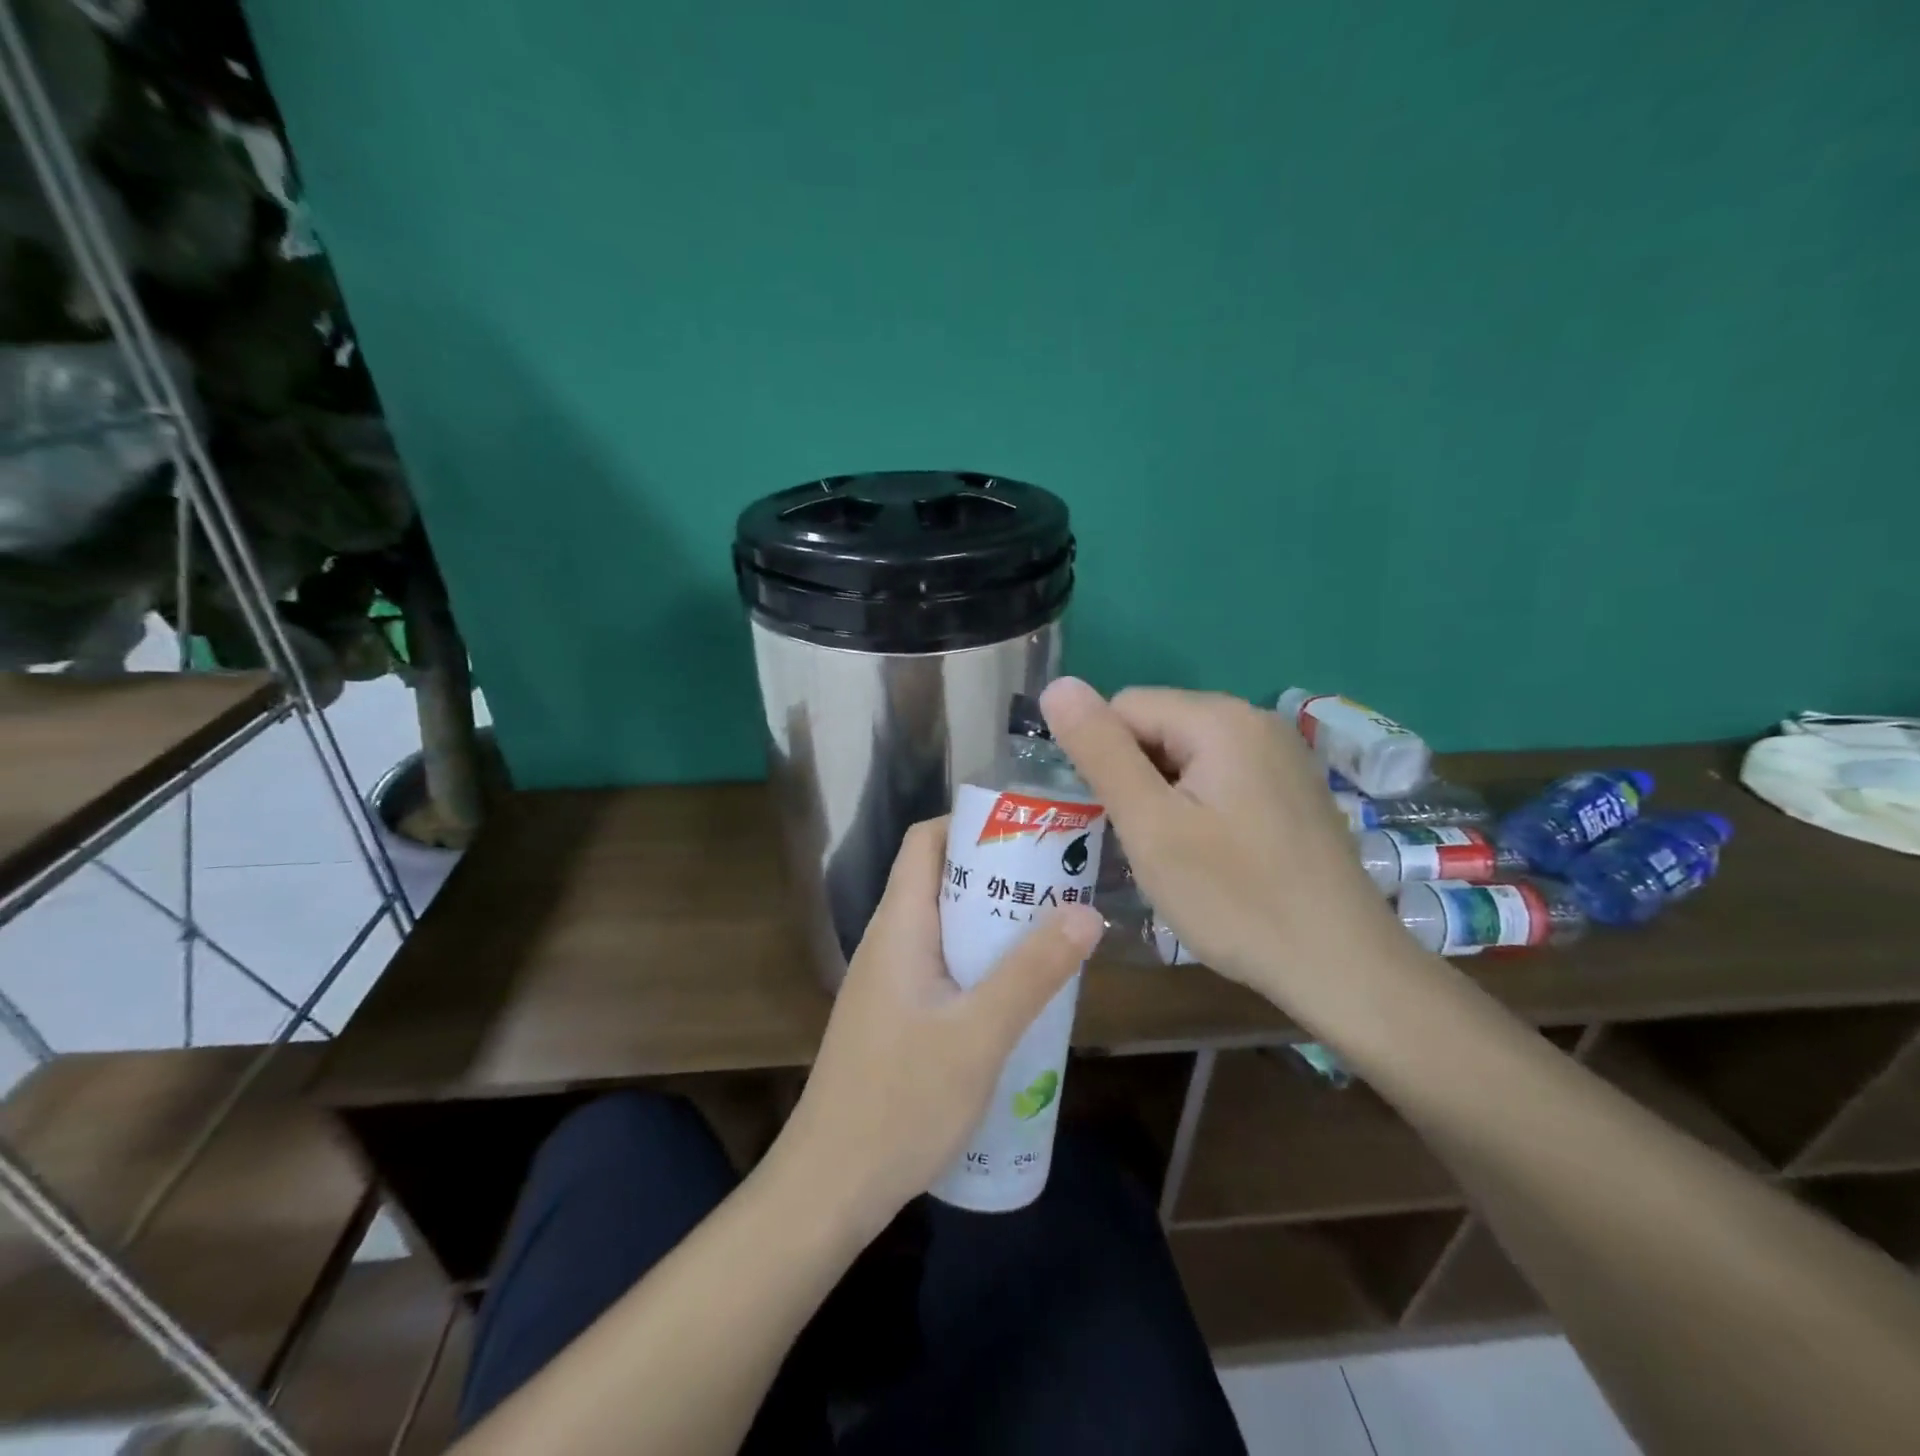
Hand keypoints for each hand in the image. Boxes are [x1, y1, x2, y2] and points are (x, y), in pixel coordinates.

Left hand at [776, 818, 1104, 1231]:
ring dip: (995, 926)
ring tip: (1053, 937)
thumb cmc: (899, 1103)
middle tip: (1059, 888)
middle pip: (942, 881)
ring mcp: (890, 983)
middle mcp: (889, 943)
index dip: (971, 824)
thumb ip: (1031, 973)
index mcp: (898, 926)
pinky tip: (1019, 999)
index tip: (1029, 833)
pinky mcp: (896, 1018)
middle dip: (999, 877)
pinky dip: (981, 966)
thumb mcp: (978, 1036)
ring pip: (946, 929)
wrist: (829, 1188)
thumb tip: (1086, 912)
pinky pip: (944, 969)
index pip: (926, 842)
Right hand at [1040, 678, 1408, 1002]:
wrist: (1344, 968)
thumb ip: (1101, 751)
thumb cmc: (1236, 899)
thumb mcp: (1150, 826)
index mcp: (1220, 719)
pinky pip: (1221, 776)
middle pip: (1158, 727)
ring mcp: (1282, 754)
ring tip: (1174, 854)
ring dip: (1163, 796)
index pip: (1124, 707)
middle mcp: (1256, 720)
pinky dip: (1198, 806)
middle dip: (1135, 777)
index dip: (1102, 759)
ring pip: (1187, 755)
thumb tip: (1057, 686)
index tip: (1111, 818)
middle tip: (1143, 843)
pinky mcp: (1292, 788)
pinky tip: (1211, 855)